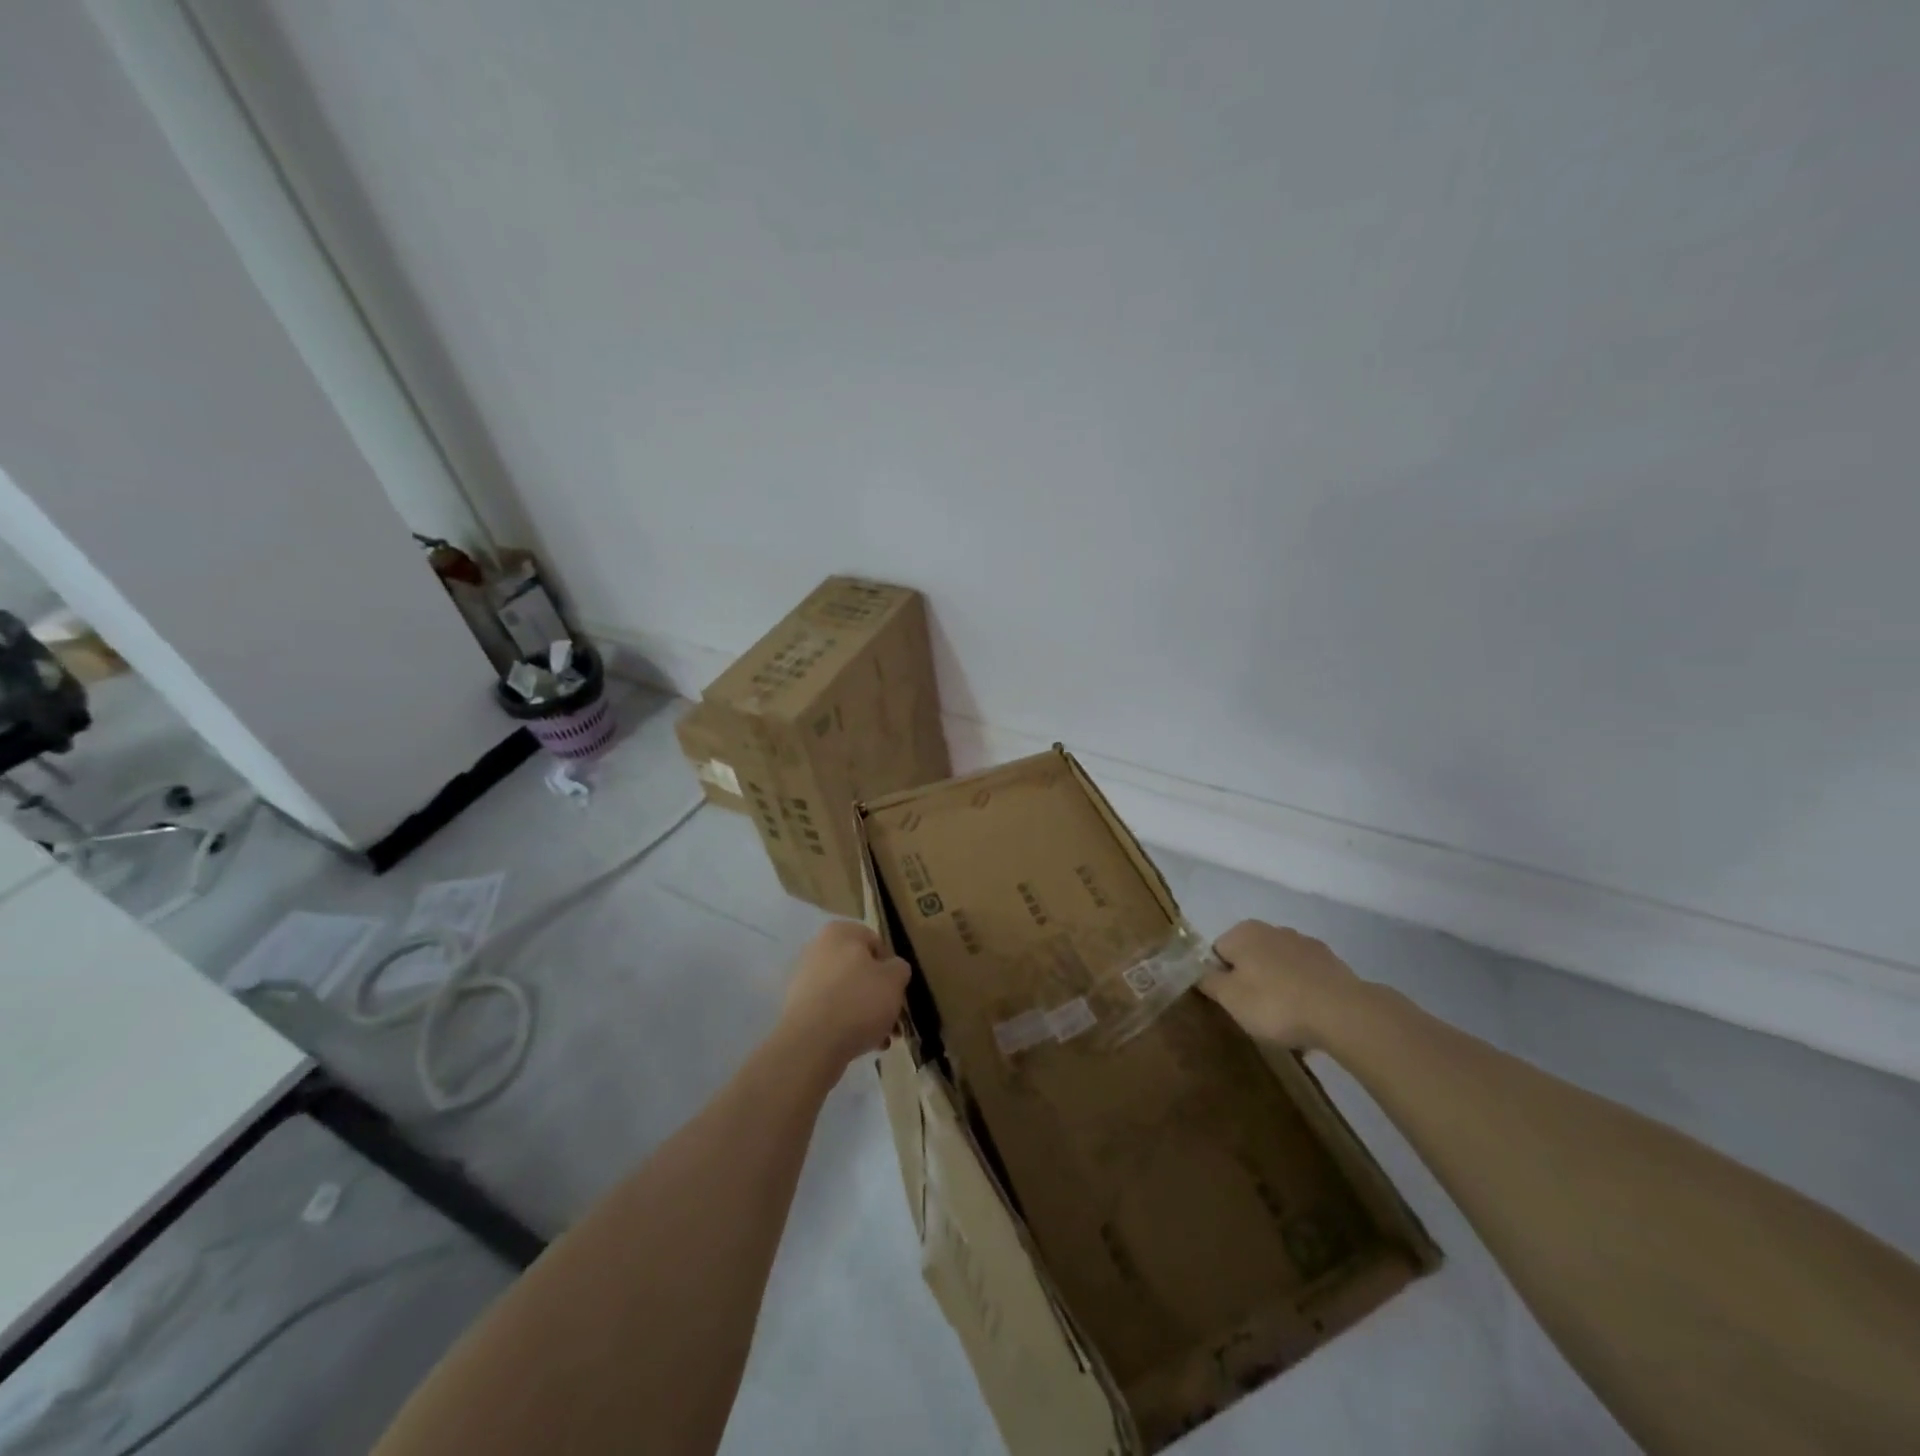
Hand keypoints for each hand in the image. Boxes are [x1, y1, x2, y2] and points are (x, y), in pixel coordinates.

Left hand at [779, 921, 911, 1066]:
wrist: (811, 1044)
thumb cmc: (858, 1001)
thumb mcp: (894, 980)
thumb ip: (899, 968)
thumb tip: (892, 970)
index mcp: (840, 932)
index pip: (876, 944)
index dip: (892, 969)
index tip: (898, 992)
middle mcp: (817, 948)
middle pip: (860, 971)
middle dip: (879, 996)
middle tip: (894, 1021)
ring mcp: (804, 979)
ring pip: (846, 993)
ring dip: (866, 1013)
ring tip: (881, 1040)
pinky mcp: (797, 1008)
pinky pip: (830, 1011)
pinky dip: (846, 1024)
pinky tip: (862, 1045)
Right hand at [1198, 920, 1360, 1050]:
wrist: (1342, 1013)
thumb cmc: (1275, 1003)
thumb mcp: (1229, 998)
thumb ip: (1208, 981)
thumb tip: (1200, 971)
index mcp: (1243, 932)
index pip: (1217, 952)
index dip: (1219, 978)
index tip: (1229, 1003)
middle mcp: (1272, 929)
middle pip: (1248, 957)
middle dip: (1249, 982)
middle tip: (1254, 1013)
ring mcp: (1304, 943)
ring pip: (1278, 967)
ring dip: (1276, 987)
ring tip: (1285, 1021)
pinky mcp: (1330, 962)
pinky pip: (1304, 977)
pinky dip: (1301, 992)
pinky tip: (1308, 1017)